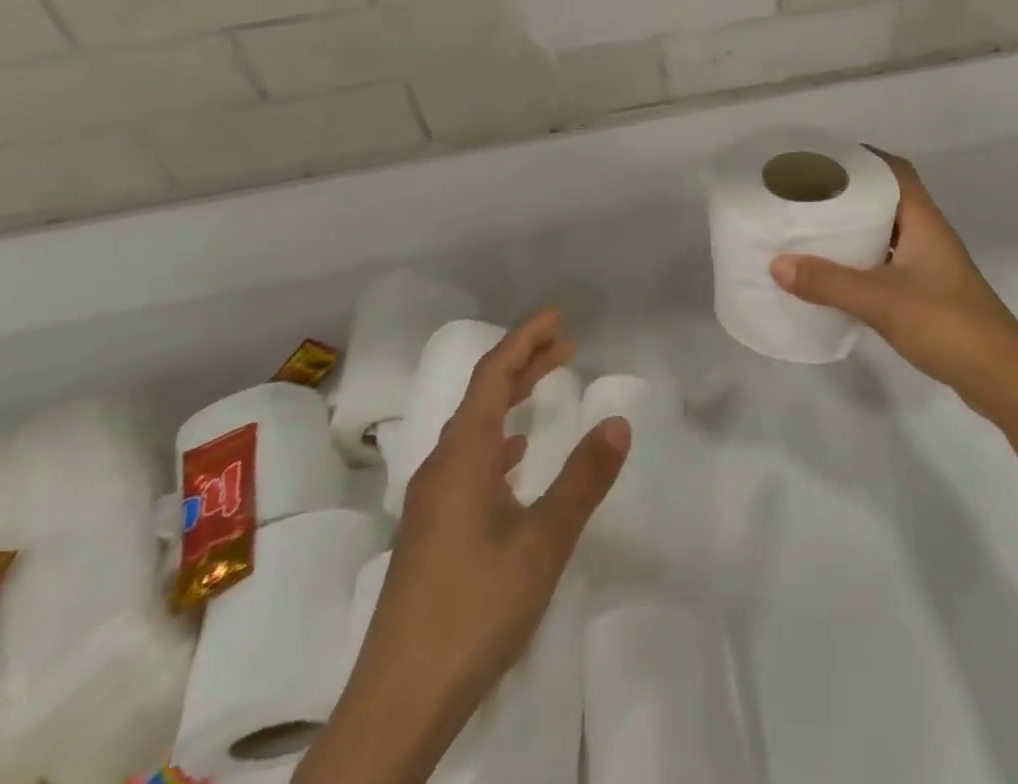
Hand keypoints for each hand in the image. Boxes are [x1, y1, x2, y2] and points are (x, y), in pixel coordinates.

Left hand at [304, 311, 629, 783]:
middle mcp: (443, 466)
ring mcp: (433, 501)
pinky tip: (515, 460)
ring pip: (475, 428)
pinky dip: (498, 440)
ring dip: (511, 399)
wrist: (398, 703)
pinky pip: (469, 460)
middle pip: (482, 395)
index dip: (525, 339)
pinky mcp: (432, 531)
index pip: (493, 374)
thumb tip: (618, 420)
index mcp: (464, 456)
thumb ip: (583, 478)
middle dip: (523, 362)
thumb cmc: (474, 608)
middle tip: (565, 344)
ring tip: (546, 387)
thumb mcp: (543, 542)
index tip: (558, 315)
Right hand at [771, 150, 1017, 422]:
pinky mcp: (926, 294)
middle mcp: (928, 235)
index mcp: (924, 221)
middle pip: (888, 198)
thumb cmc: (947, 324)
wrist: (1001, 378)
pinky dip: (862, 261)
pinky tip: (836, 274)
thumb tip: (777, 263)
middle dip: (851, 192)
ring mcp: (929, 266)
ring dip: (856, 227)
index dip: (863, 157)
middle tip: (808, 193)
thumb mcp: (882, 301)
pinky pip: (887, 263)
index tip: (824, 157)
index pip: (896, 171)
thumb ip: (830, 283)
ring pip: (887, 232)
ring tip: (813, 228)